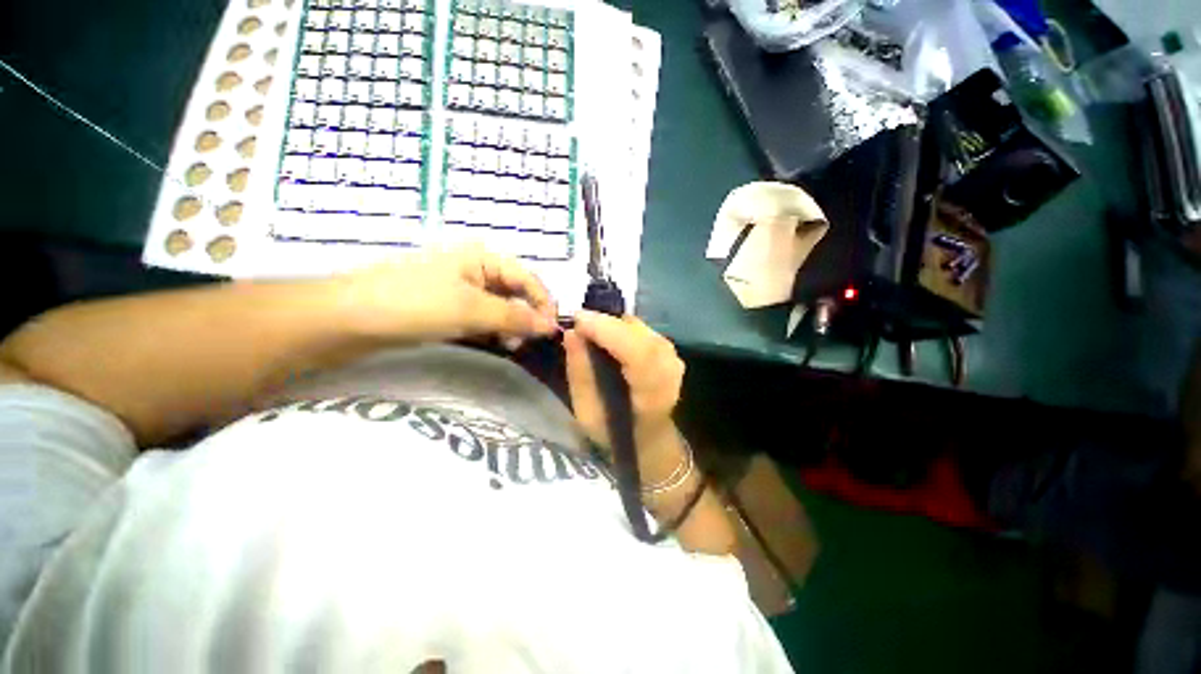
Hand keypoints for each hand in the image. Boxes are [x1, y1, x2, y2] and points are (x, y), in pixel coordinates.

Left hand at [337, 245, 558, 341]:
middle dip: (526, 316)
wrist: (348, 319)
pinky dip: (493, 330)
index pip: (528, 279)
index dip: (543, 303)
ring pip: (502, 307)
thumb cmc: (415, 304)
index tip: (552, 331)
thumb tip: (552, 327)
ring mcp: (463, 289)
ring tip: (510, 345)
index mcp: (483, 258)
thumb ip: (516, 317)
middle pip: (516, 293)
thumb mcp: (471, 309)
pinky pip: (483, 317)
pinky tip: (495, 343)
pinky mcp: (450, 307)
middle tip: (526, 342)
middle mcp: (477, 269)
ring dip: (511, 325)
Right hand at [564, 310, 684, 448]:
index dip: (610, 333)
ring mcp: (673, 358)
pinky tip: (606, 331)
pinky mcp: (668, 349)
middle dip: (607, 323)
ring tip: (589, 326)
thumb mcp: (587, 413)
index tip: (579, 321)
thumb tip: (572, 333)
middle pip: (642, 336)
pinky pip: (643, 329)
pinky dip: (621, 325)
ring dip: (613, 323)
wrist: (648, 435)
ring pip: (643, 328)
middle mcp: (670, 374)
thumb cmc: (614, 430)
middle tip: (579, 321)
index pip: (639, 357)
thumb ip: (580, 374)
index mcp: (652, 398)